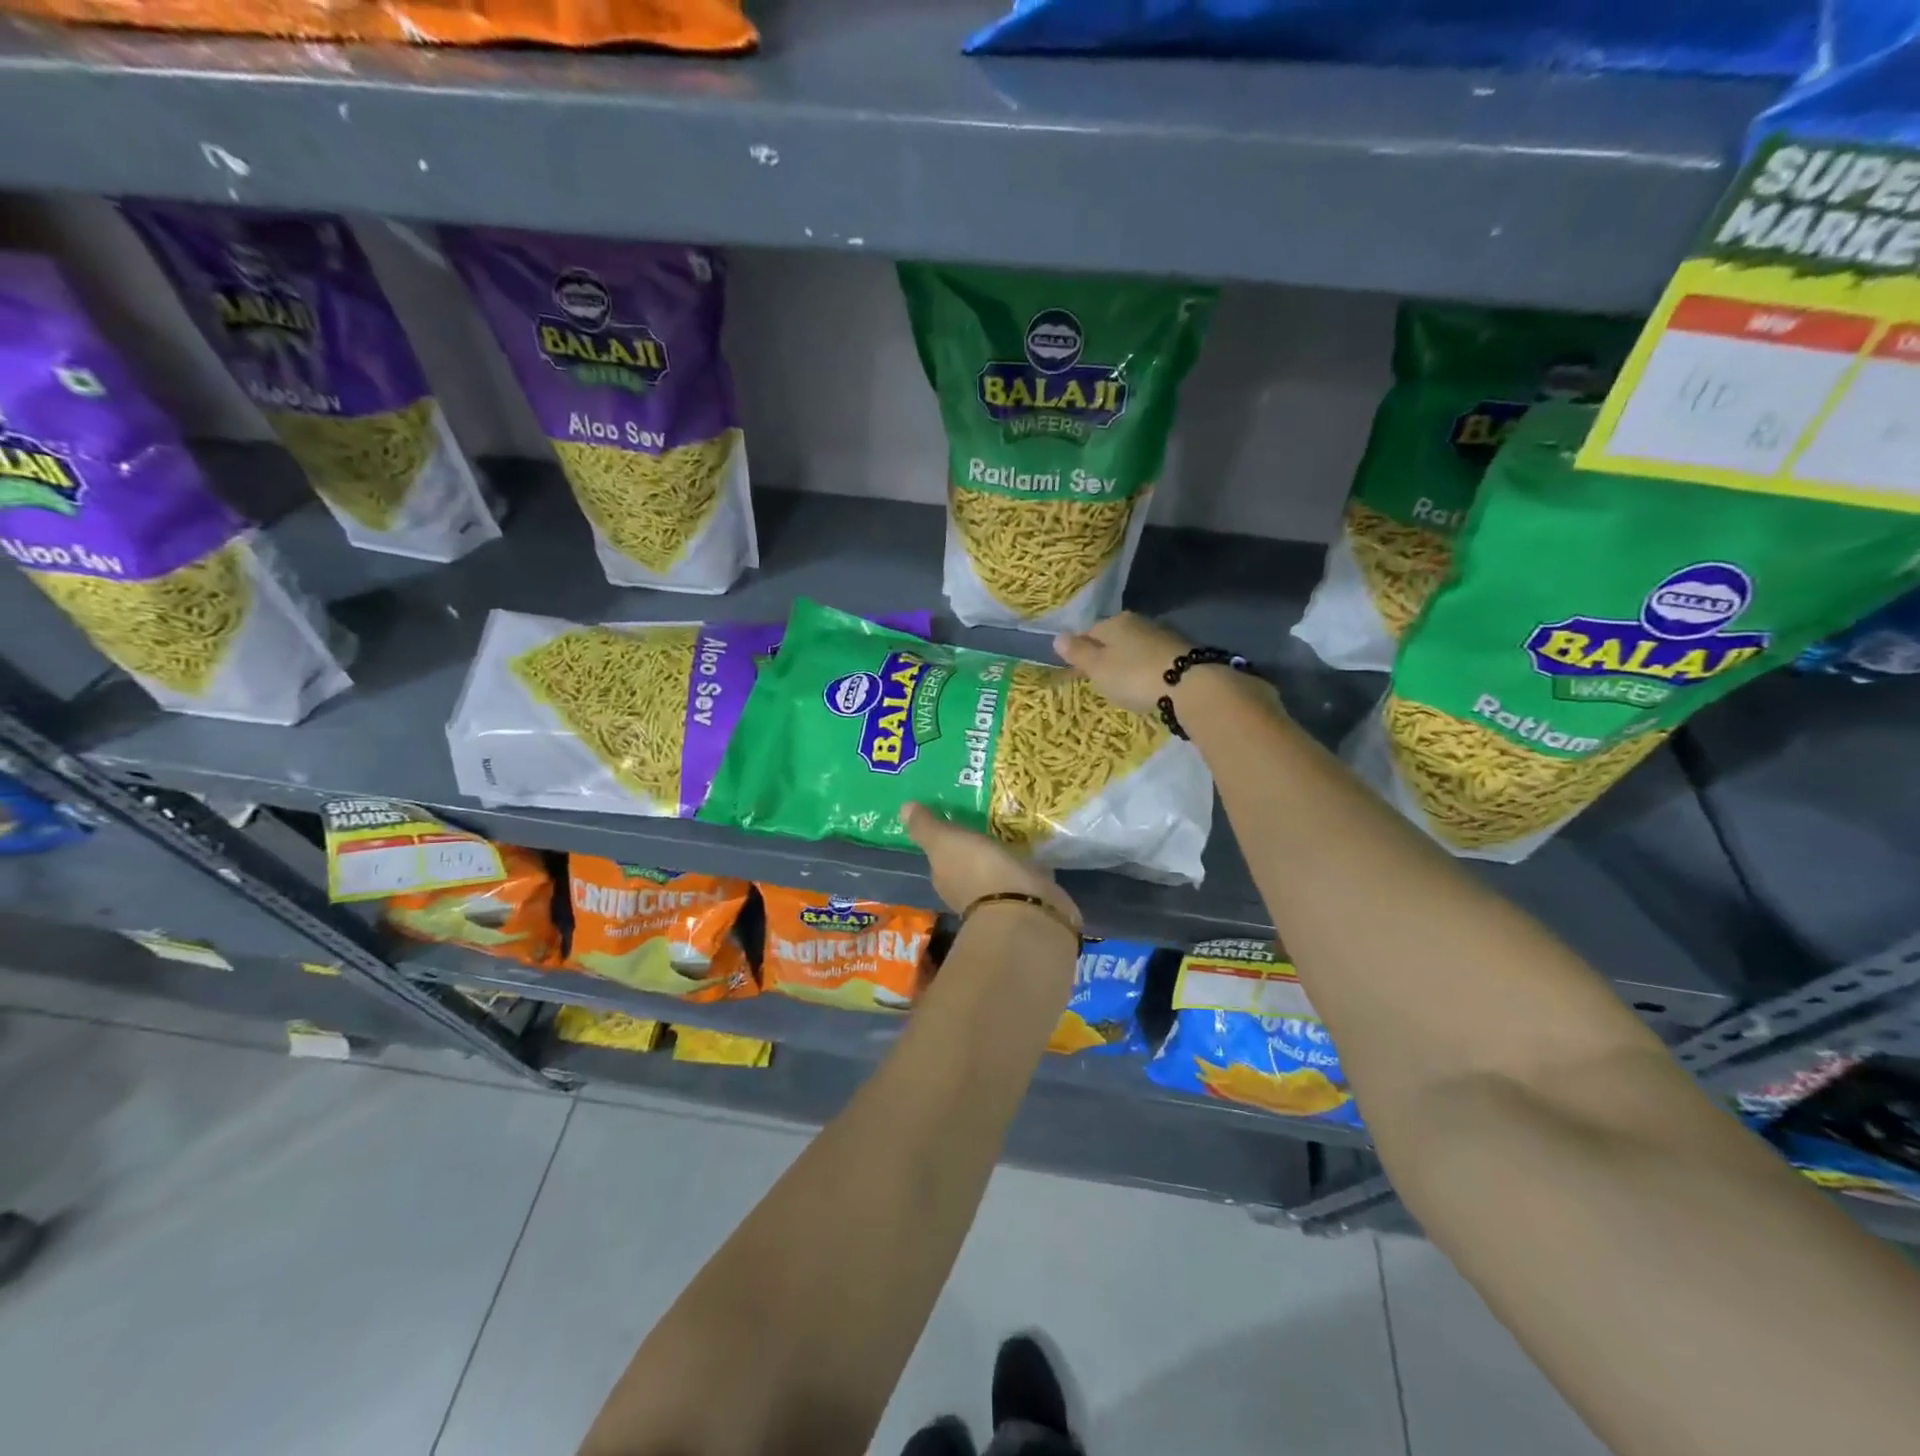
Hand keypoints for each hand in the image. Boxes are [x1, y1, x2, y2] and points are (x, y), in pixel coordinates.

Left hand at [899, 803, 1079, 929]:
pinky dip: (1025, 862)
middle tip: (986, 817)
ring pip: (997, 869)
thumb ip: (926, 827)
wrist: (1024, 905)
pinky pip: (1024, 873)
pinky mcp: (1030, 897)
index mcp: (945, 879)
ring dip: (1002, 855)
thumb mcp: (945, 842)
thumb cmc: (977, 870)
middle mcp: (968, 892)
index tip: (956, 821)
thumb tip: (903, 808)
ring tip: (1012, 826)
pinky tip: (1033, 845)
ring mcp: (1000, 897)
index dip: (946, 841)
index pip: (941, 859)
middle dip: (975, 847)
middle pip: (969, 864)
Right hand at [1052, 612, 1194, 715]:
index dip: (1080, 652)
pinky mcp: (1180, 652)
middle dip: (1105, 657)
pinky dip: (1145, 670)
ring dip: (1126, 664)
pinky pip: (1152, 659)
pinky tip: (1146, 684)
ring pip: (1134, 648)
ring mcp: (1161, 636)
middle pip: (1113, 639)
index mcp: (1114, 622)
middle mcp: (1138, 622)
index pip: (1088, 632)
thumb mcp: (1098, 667)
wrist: (1189, 685)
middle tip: (1099, 681)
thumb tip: (1057, 636)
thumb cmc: (1134, 675)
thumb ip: (1078, 652)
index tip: (1076, 672)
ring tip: (1123, 686)